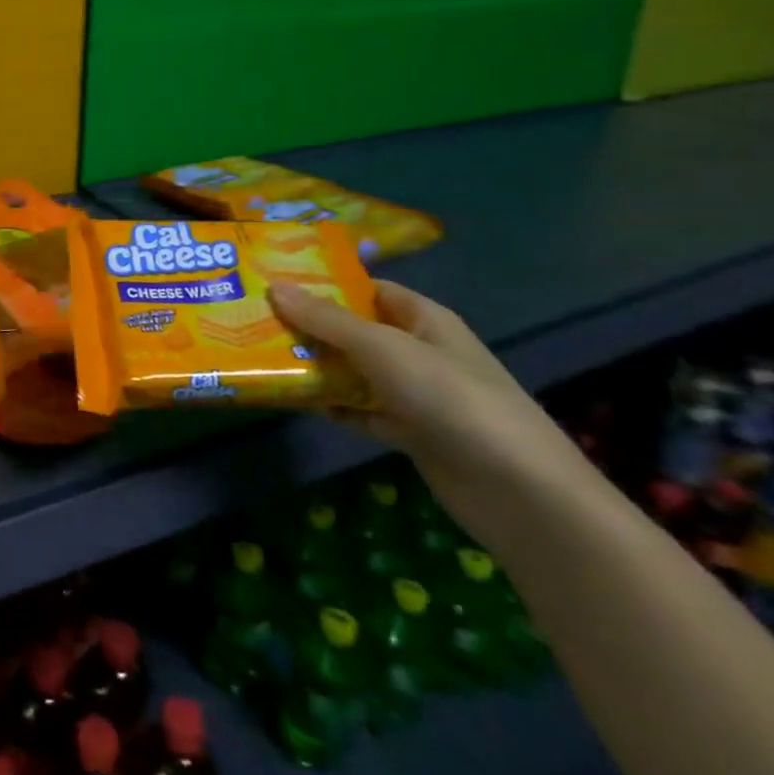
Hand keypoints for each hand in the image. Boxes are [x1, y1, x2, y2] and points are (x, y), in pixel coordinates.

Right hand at [268, 279, 591, 535]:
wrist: (519, 492)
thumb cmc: (451, 399)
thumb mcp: (384, 349)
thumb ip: (328, 321)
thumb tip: (275, 287)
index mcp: (423, 319)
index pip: (368, 289)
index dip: (325, 283)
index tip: (274, 282)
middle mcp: (418, 351)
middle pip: (355, 330)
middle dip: (310, 326)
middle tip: (254, 320)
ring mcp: (415, 394)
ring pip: (354, 372)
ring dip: (316, 367)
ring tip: (262, 358)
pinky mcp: (410, 433)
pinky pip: (360, 411)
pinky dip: (332, 406)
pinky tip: (295, 402)